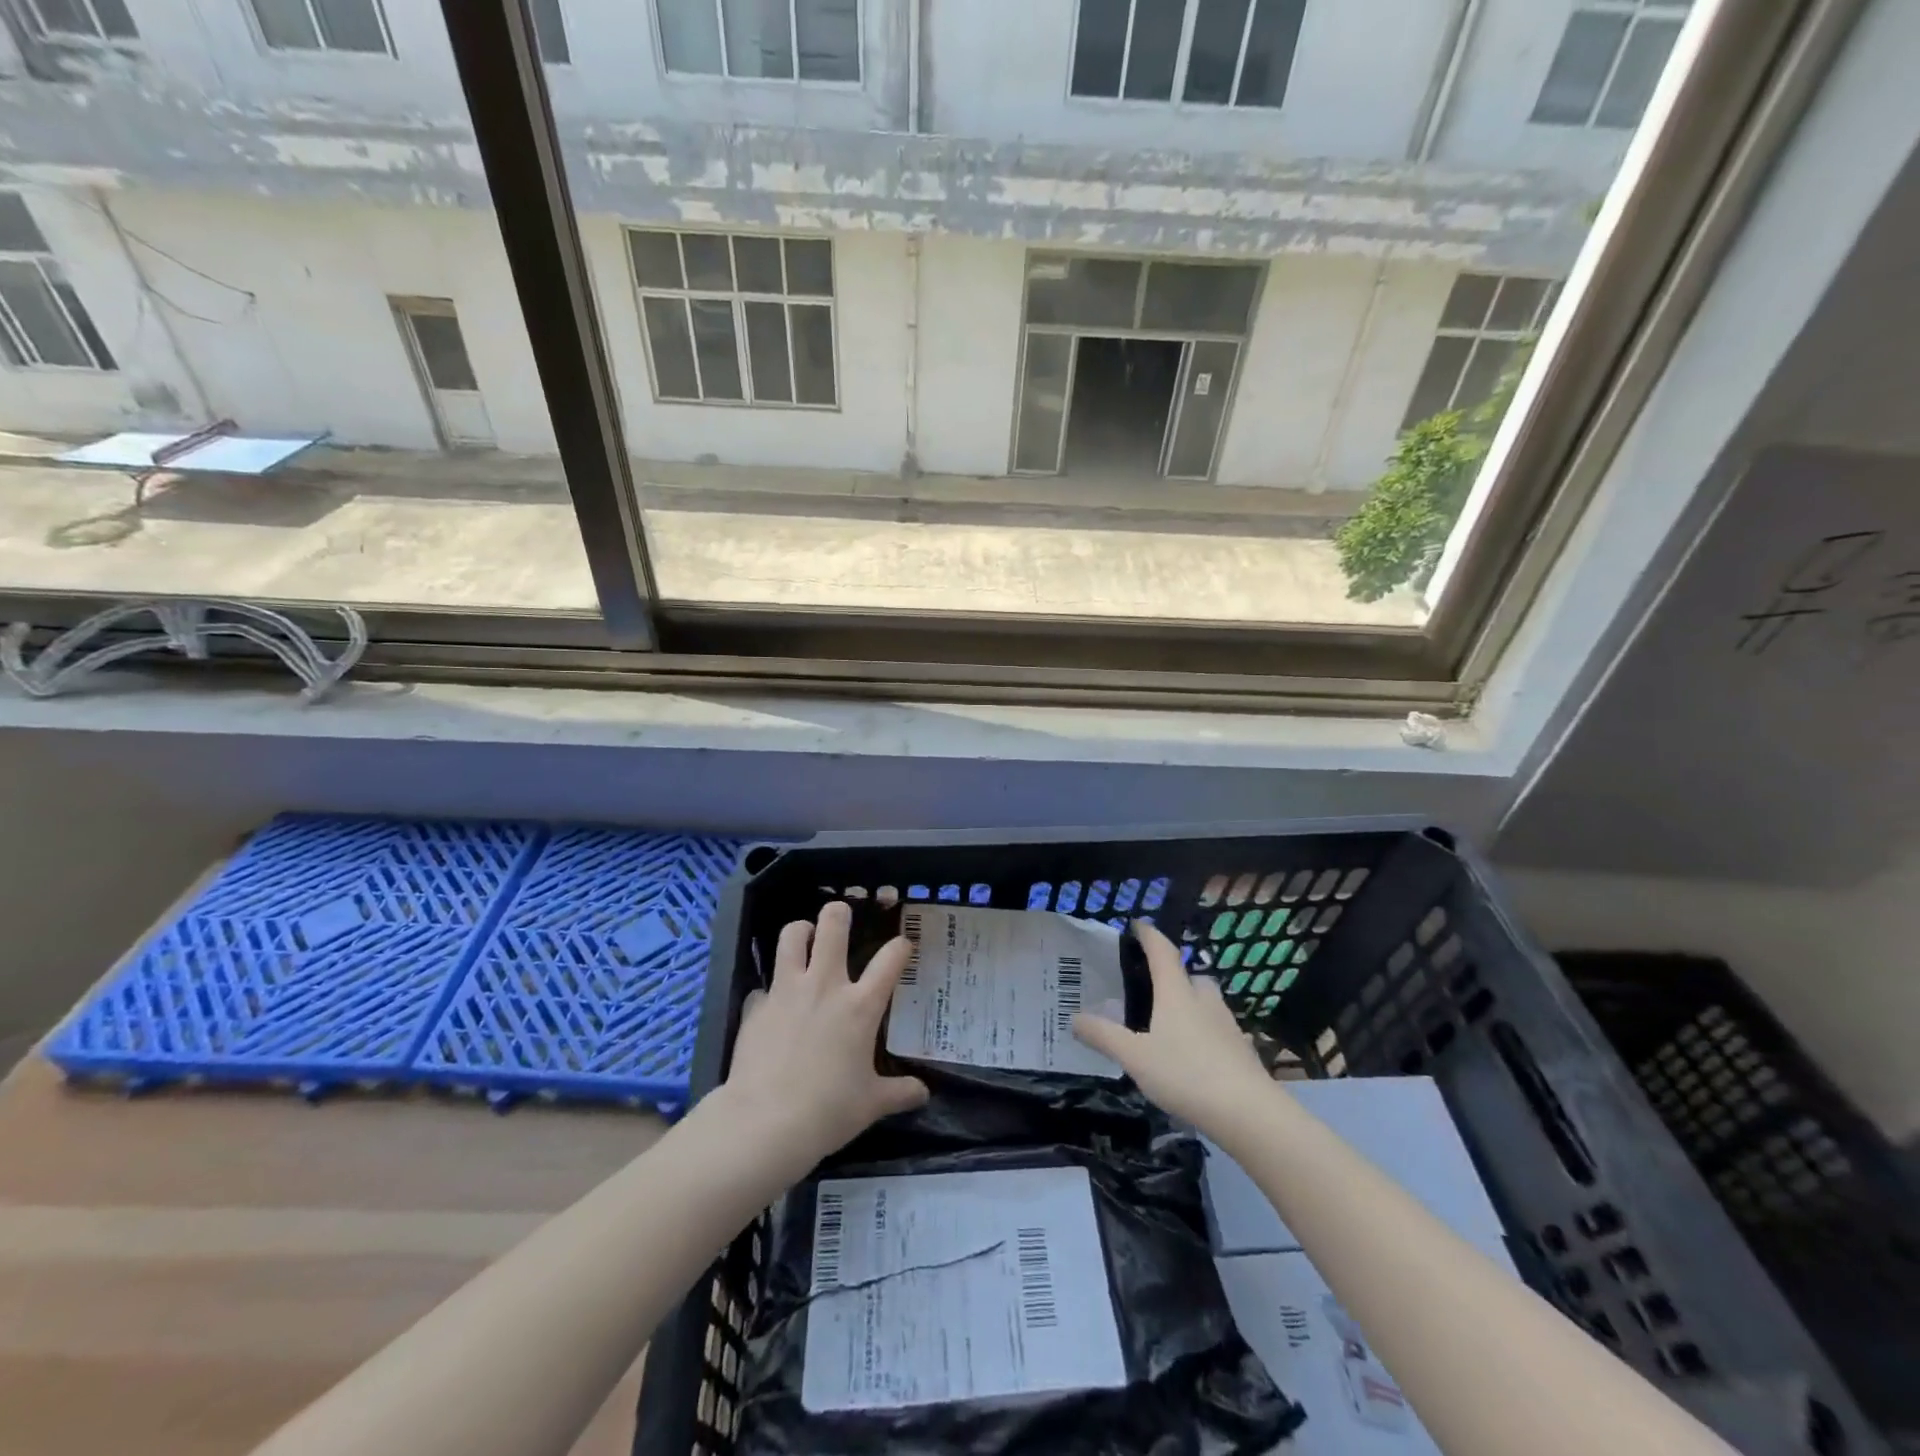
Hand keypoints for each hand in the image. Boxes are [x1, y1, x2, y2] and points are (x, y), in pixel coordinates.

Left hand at [721, 901, 928, 1163]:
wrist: (766, 1123)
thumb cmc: (828, 1111)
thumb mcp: (872, 1105)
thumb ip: (900, 1092)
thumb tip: (923, 1093)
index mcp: (860, 1006)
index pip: (890, 959)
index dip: (900, 946)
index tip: (903, 946)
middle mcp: (825, 986)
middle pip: (832, 925)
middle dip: (839, 912)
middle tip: (841, 917)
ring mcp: (786, 991)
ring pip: (791, 936)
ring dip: (800, 931)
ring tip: (805, 938)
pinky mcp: (756, 1006)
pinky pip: (762, 985)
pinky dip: (769, 990)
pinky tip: (773, 1006)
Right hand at [1072, 918, 1274, 1136]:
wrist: (1249, 1113)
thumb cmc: (1185, 1074)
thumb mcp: (1134, 1057)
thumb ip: (1104, 1036)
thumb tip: (1074, 1017)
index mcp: (1176, 993)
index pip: (1162, 952)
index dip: (1149, 935)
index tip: (1137, 925)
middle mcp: (1204, 1000)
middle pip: (1191, 976)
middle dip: (1174, 975)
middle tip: (1153, 986)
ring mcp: (1227, 1025)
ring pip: (1207, 1002)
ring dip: (1191, 1004)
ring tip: (1170, 1023)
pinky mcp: (1242, 1050)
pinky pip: (1218, 1029)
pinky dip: (1204, 1032)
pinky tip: (1194, 1054)